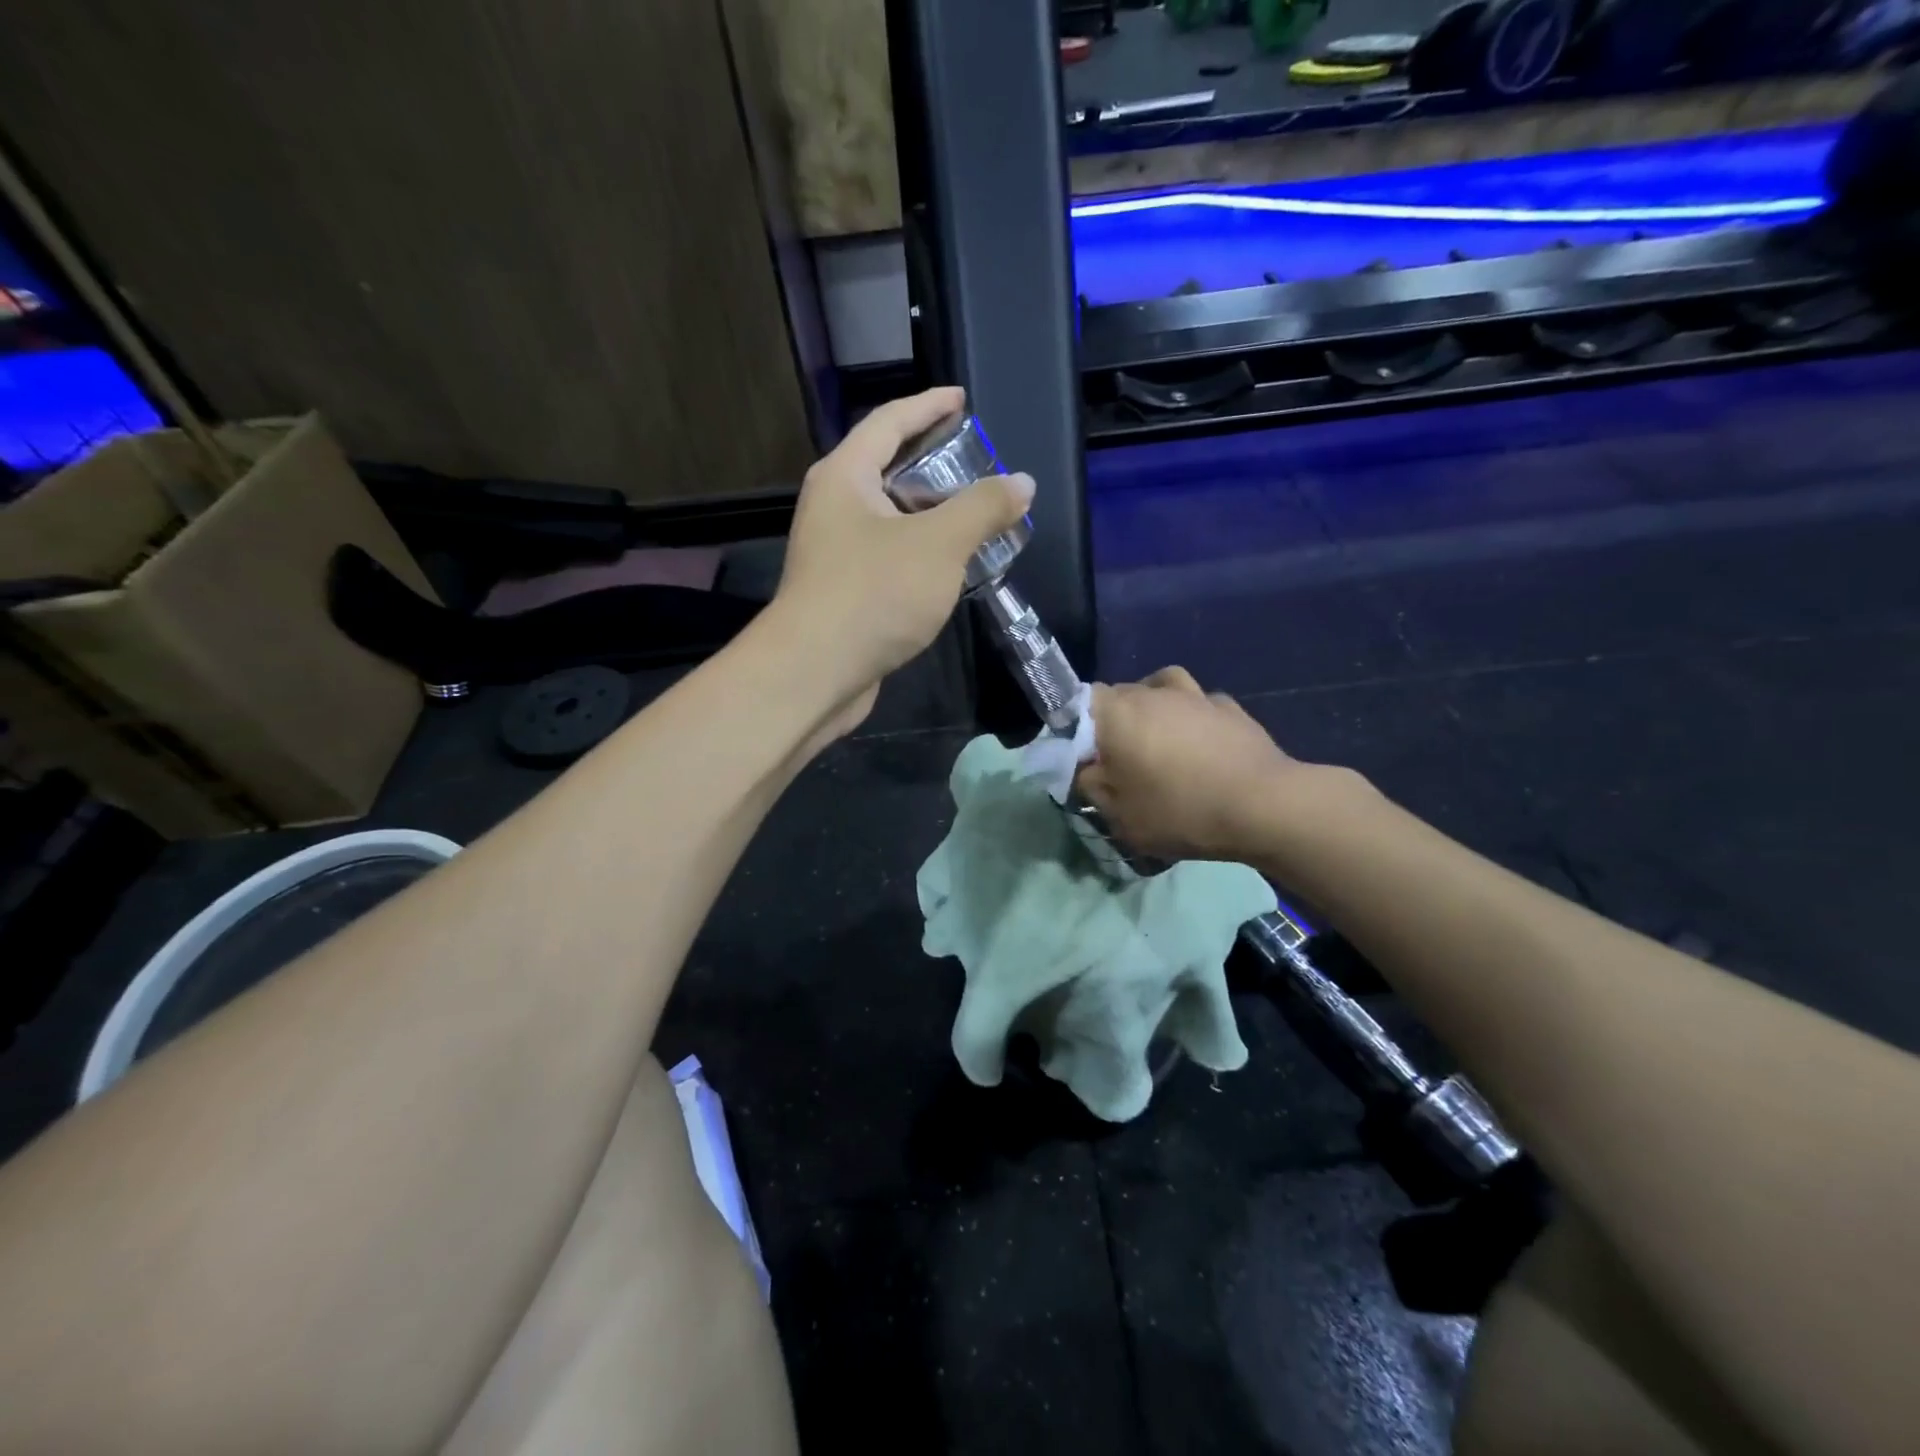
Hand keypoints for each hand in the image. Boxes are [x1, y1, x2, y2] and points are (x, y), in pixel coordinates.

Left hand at [772, 387, 1033, 730]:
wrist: (815, 673)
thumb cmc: (874, 594)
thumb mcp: (939, 544)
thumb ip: (983, 508)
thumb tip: (1022, 482)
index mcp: (845, 477)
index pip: (889, 422)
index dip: (929, 406)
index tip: (962, 400)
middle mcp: (833, 507)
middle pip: (888, 469)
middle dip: (935, 465)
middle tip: (979, 466)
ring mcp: (835, 553)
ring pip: (891, 519)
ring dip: (932, 516)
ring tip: (977, 517)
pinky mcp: (844, 593)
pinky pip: (889, 557)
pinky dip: (921, 554)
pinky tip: (952, 568)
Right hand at [1077, 667, 1328, 863]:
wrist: (1264, 806)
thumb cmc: (1181, 811)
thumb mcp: (1121, 817)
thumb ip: (1093, 788)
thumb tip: (1089, 770)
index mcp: (1117, 714)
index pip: (1079, 702)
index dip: (1076, 727)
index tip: (1085, 757)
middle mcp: (1152, 693)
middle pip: (1118, 694)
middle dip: (1113, 721)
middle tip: (1120, 759)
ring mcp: (1194, 695)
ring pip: (1159, 687)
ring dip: (1153, 707)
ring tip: (1159, 738)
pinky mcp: (1230, 707)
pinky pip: (1198, 703)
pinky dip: (1192, 717)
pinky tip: (1200, 743)